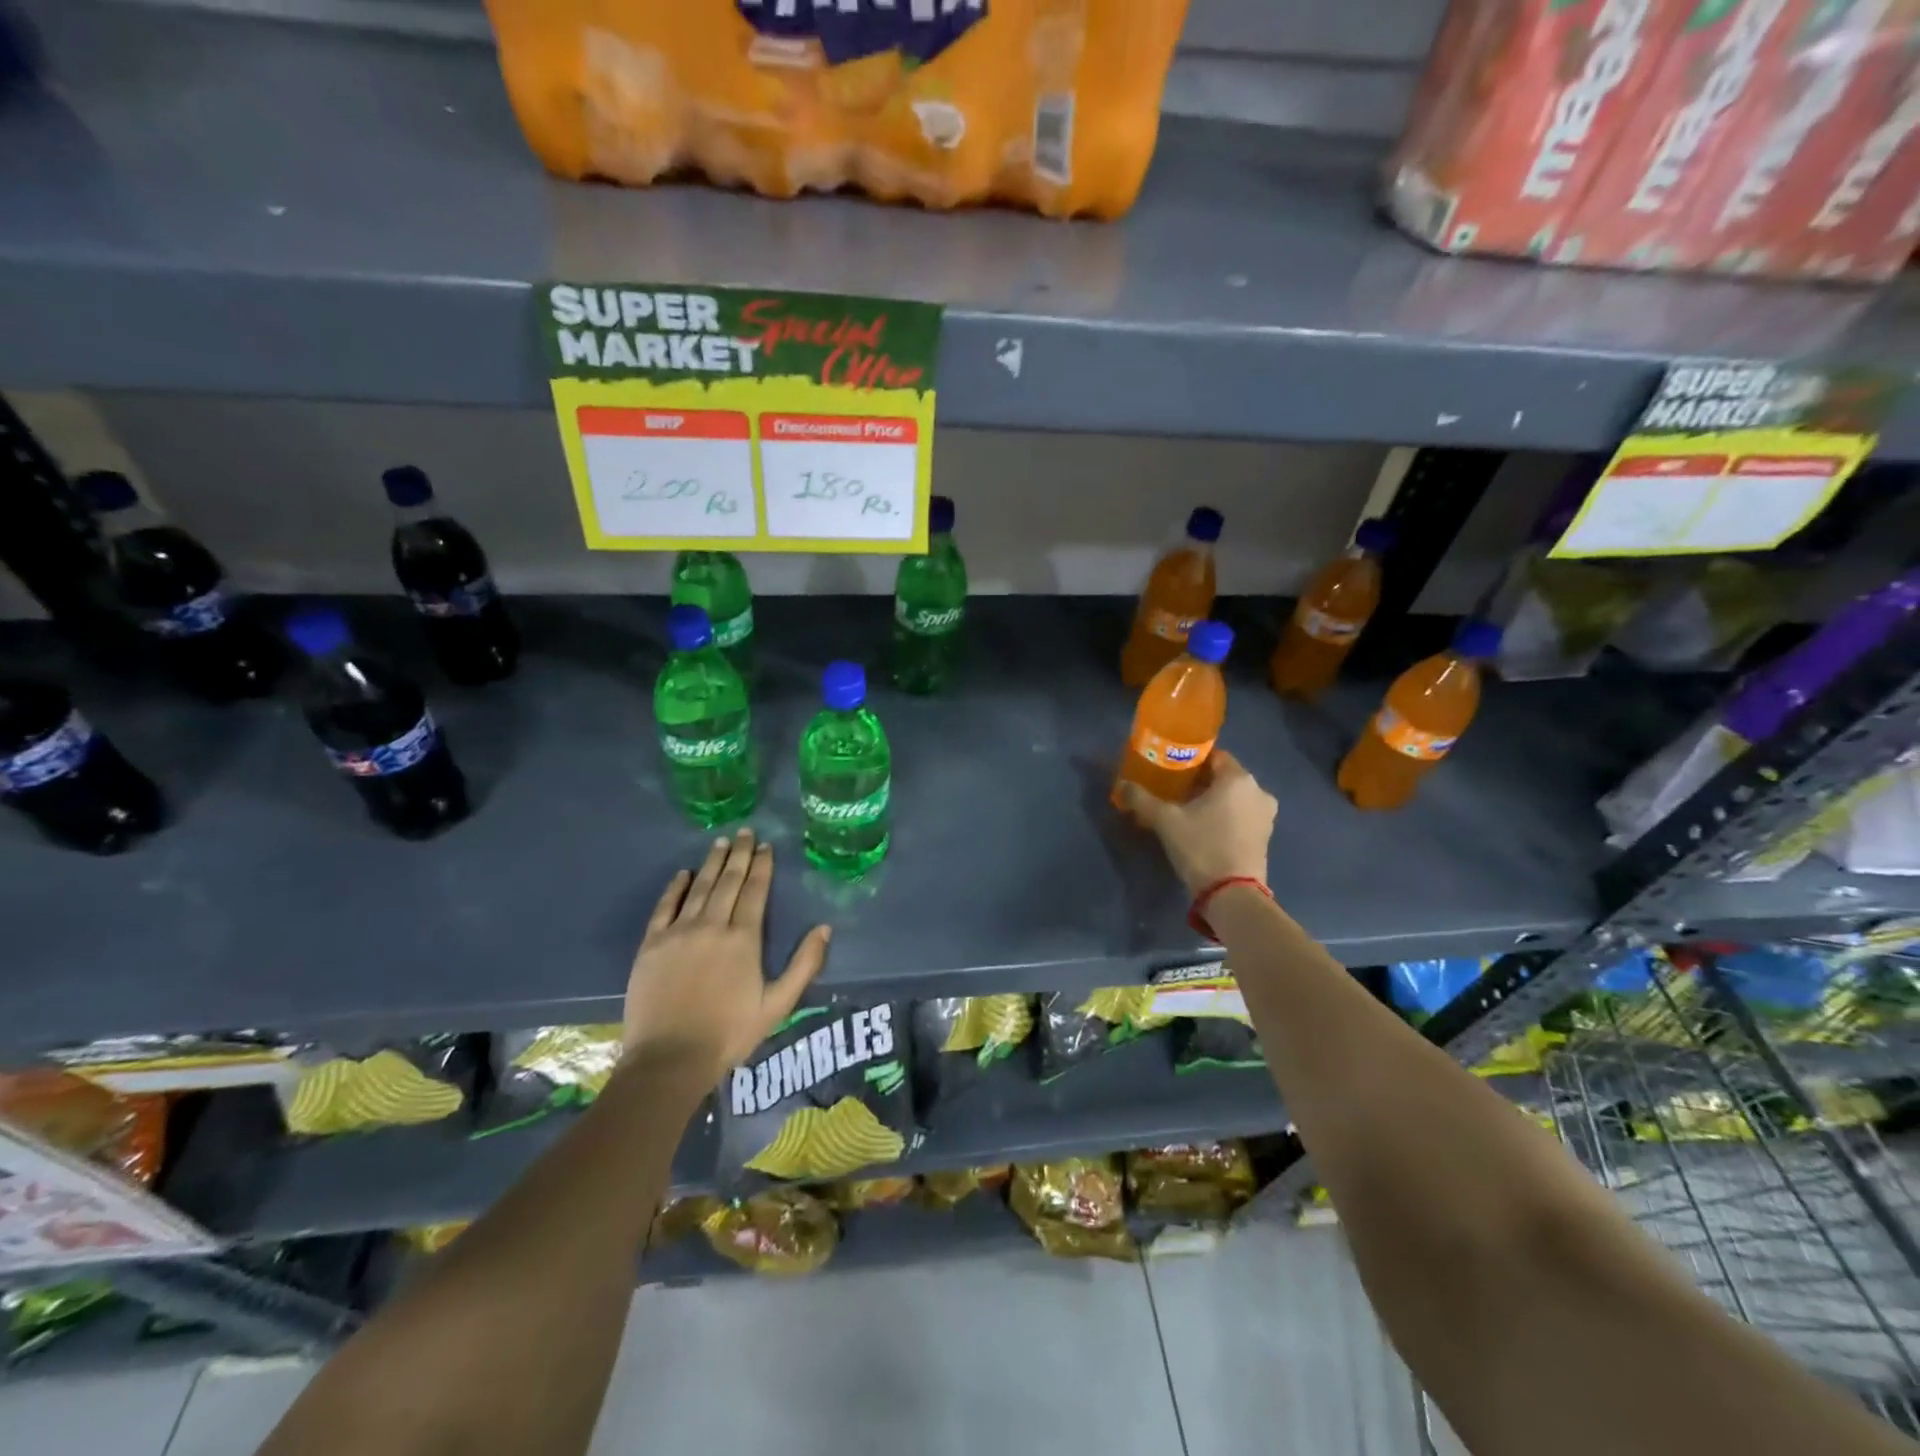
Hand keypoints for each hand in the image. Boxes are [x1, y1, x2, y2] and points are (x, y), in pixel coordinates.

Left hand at [623, 828, 830, 1080]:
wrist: (670, 1058)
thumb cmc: (729, 1033)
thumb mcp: (778, 1004)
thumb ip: (804, 964)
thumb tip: (825, 928)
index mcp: (743, 938)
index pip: (755, 890)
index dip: (762, 866)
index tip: (766, 846)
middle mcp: (712, 925)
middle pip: (728, 881)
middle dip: (739, 854)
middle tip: (745, 831)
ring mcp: (678, 932)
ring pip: (699, 887)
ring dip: (711, 862)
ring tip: (721, 842)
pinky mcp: (652, 944)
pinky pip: (665, 907)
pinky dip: (675, 887)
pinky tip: (683, 874)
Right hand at [1118, 749, 1276, 894]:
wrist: (1232, 894)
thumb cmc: (1201, 847)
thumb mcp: (1166, 821)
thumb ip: (1142, 799)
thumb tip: (1121, 785)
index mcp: (1237, 779)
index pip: (1214, 755)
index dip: (1191, 759)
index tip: (1170, 768)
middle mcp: (1258, 791)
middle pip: (1224, 776)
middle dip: (1200, 781)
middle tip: (1173, 790)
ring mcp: (1266, 815)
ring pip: (1234, 796)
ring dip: (1213, 799)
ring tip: (1186, 809)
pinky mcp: (1265, 836)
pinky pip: (1242, 814)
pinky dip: (1225, 815)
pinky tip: (1204, 827)